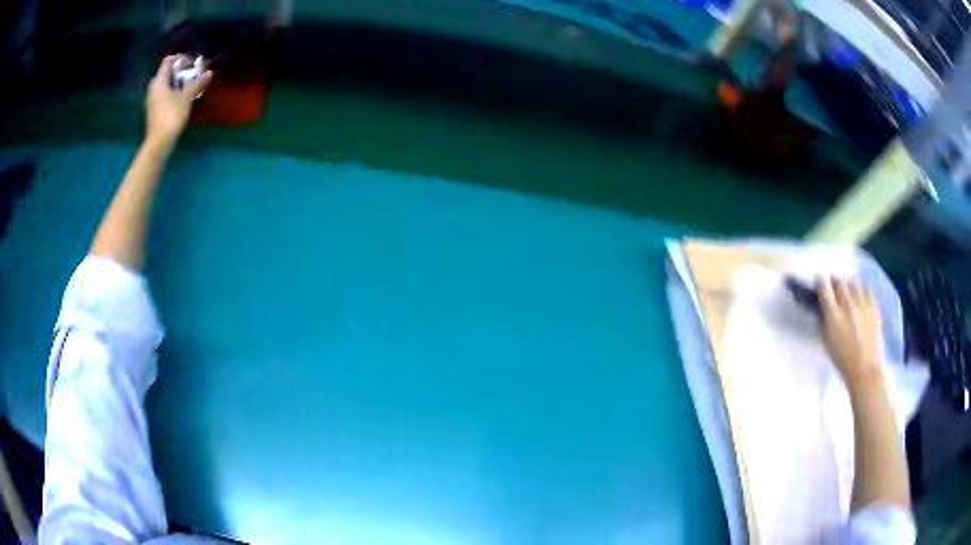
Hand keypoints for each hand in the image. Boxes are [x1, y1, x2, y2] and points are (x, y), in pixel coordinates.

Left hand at [144, 55, 212, 150]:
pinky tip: (182, 98)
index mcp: (159, 81)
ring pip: (165, 84)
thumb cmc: (171, 116)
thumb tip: (209, 72)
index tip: (192, 64)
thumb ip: (197, 83)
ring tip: (189, 86)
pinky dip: (173, 92)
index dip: (180, 59)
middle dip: (180, 71)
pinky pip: (163, 94)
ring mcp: (152, 100)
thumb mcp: (186, 98)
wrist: (159, 143)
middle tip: (192, 74)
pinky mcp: (154, 110)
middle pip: (166, 72)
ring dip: (177, 82)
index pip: (168, 61)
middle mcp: (153, 88)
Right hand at [819, 277, 885, 386]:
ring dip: (849, 284)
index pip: (824, 287)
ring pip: (853, 281)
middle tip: (834, 288)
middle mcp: (847, 304)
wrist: (865, 369)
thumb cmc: (843, 360)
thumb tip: (822, 309)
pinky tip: (861, 295)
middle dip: (835, 282)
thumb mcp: (827, 343)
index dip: (820, 282)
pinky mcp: (874, 305)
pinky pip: (867, 288)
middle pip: (839, 280)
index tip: (819, 283)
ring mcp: (862, 303)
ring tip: (849, 290)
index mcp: (833, 314)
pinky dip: (862, 289)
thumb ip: (824, 323)